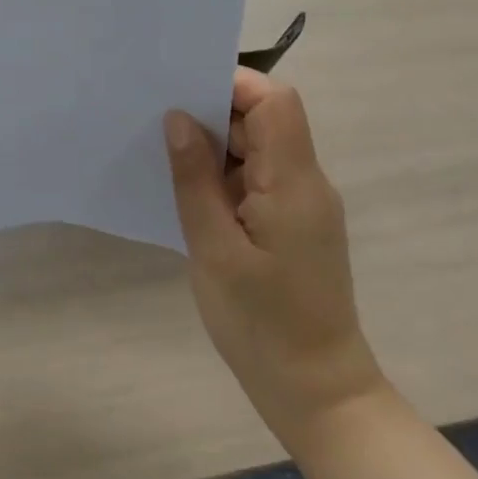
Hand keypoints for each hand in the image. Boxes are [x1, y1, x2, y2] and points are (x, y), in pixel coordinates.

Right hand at [164, 70, 386, 454]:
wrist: (317, 394)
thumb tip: (177, 118)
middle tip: (159, 122)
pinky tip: (190, 192)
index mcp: (293, 181)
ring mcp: (302, 203)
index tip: (183, 92)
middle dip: (214, 113)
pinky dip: (225, 174)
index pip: (275, 101)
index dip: (232, 85)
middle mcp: (306, 182)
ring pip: (259, 147)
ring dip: (217, 146)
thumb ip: (195, 179)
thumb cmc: (262, 325)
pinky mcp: (294, 223)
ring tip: (166, 155)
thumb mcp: (214, 250)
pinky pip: (258, 177)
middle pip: (266, 119)